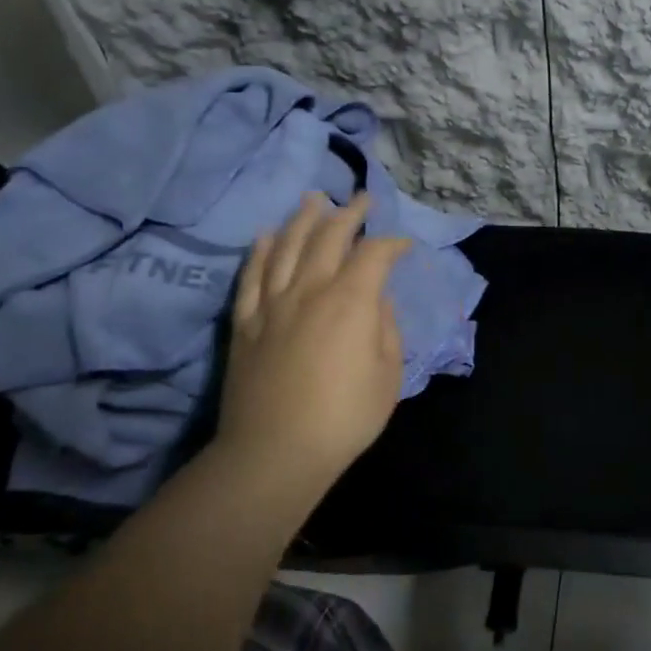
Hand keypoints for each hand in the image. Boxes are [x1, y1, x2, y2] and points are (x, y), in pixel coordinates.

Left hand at [210, 192, 410, 518]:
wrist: (276, 451)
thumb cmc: (345, 417)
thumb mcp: (388, 375)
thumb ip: (386, 329)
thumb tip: (377, 302)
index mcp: (351, 301)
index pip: (374, 254)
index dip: (392, 243)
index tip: (404, 244)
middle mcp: (310, 290)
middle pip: (328, 237)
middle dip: (349, 214)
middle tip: (361, 199)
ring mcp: (272, 304)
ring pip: (287, 247)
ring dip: (303, 219)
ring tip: (314, 199)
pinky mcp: (245, 322)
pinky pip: (252, 276)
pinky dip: (261, 251)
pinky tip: (268, 235)